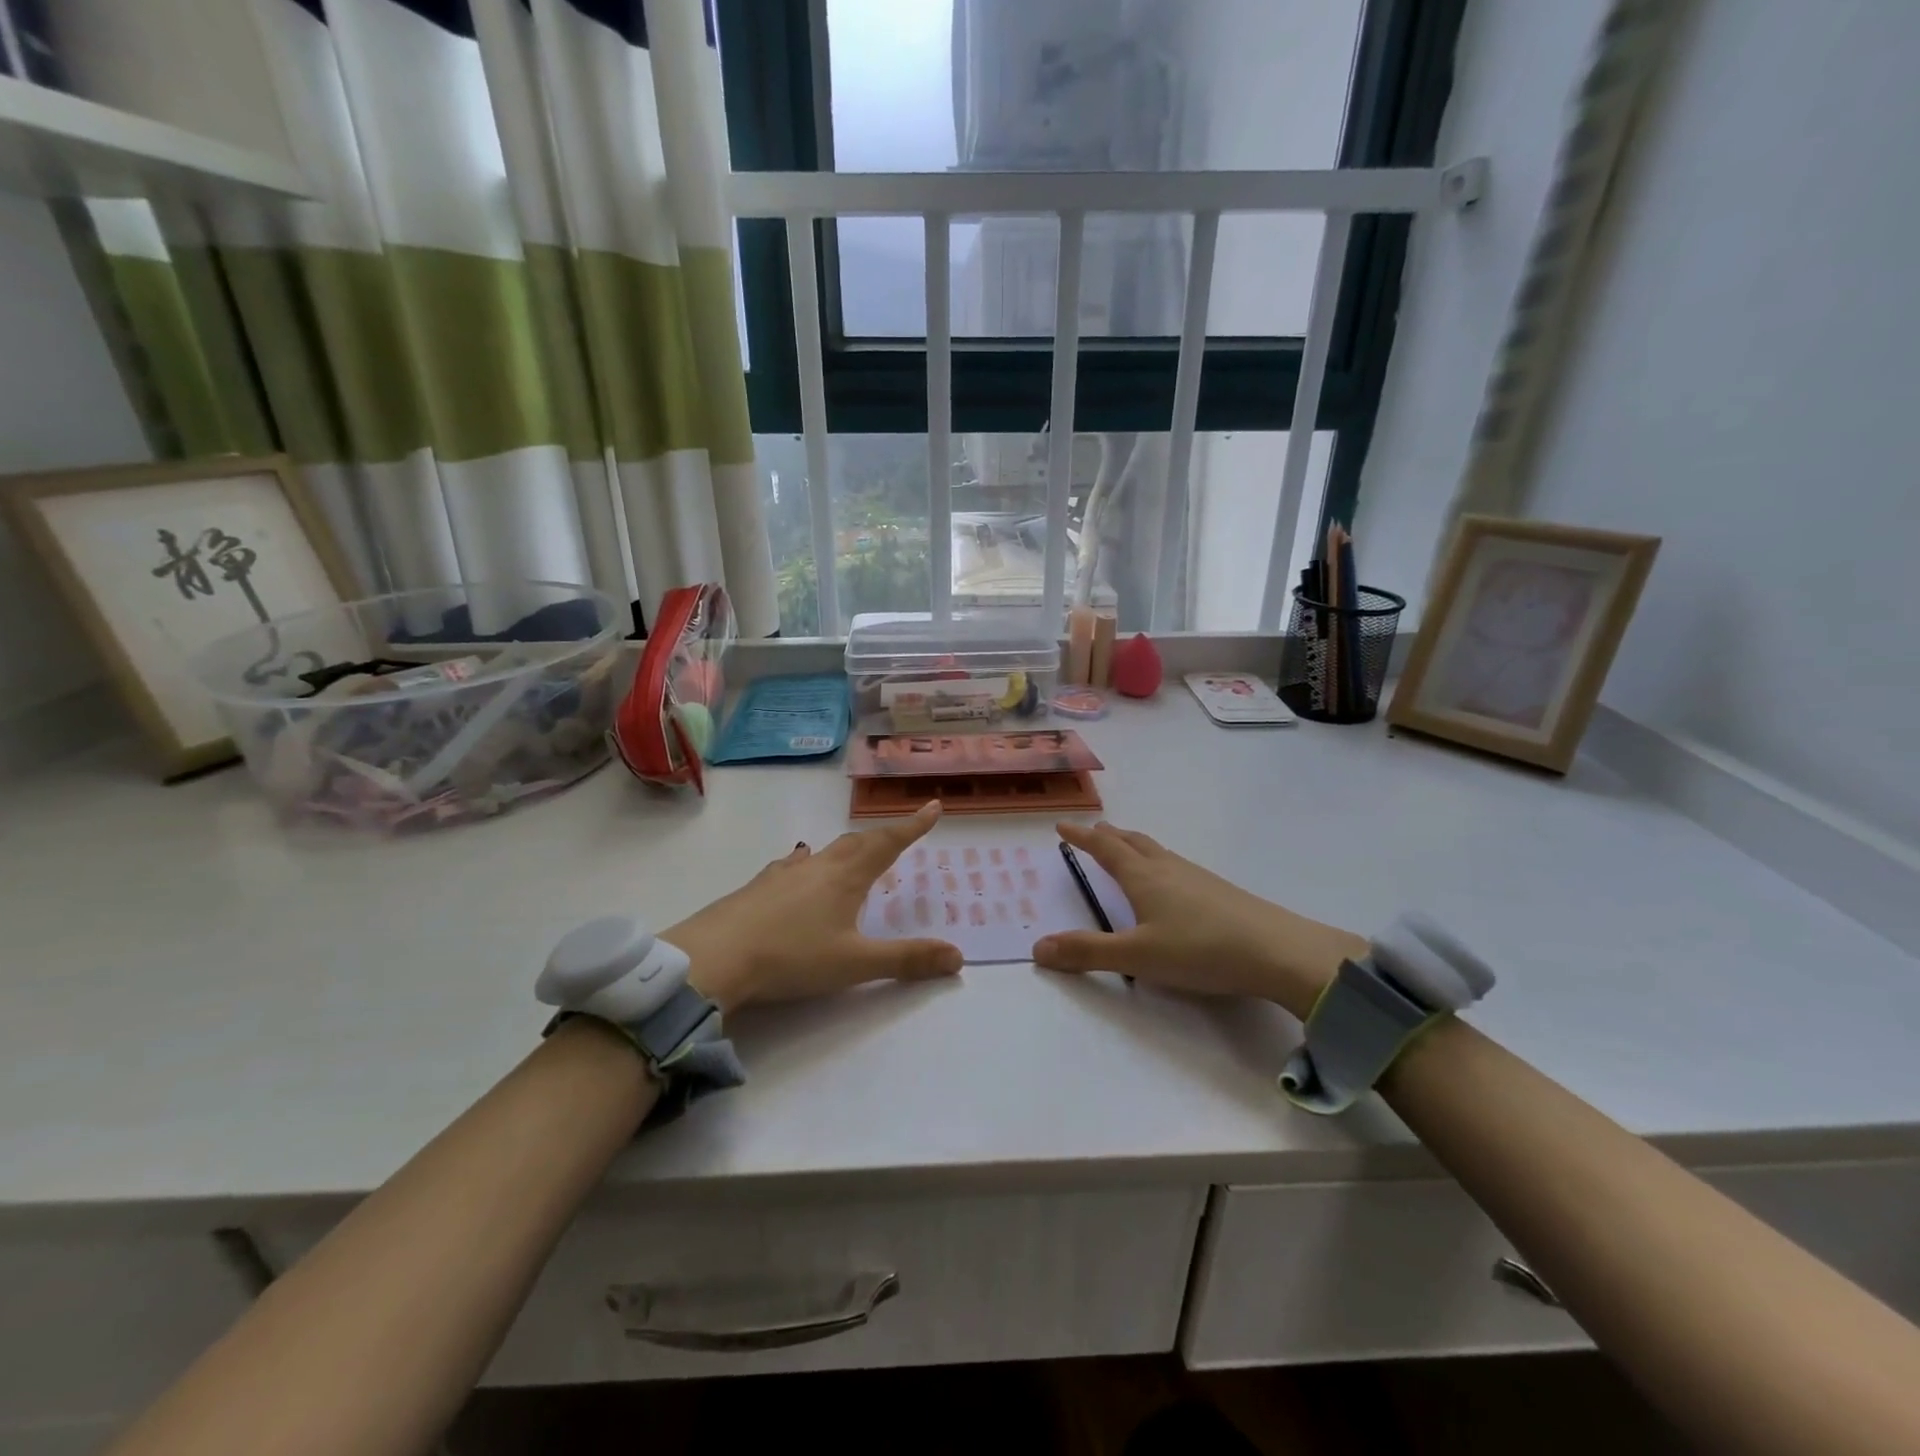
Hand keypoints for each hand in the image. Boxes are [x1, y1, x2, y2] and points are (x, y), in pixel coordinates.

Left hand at [667, 801, 962, 1012]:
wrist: (714, 957)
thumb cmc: (791, 958)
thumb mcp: (855, 965)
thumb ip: (906, 960)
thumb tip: (958, 956)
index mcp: (846, 878)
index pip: (888, 843)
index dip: (913, 826)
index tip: (932, 806)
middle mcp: (818, 866)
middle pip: (858, 842)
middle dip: (883, 836)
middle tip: (900, 834)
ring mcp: (784, 874)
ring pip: (824, 851)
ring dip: (846, 849)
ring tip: (854, 851)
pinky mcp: (758, 887)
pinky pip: (792, 865)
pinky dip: (806, 862)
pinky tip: (797, 865)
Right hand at [1031, 821, 1366, 1017]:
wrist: (1278, 951)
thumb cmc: (1200, 949)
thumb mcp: (1137, 956)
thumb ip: (1088, 952)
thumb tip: (1037, 947)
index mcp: (1143, 877)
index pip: (1105, 849)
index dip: (1082, 837)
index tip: (1063, 825)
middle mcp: (1168, 869)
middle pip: (1133, 842)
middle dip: (1109, 836)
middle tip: (1094, 831)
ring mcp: (1198, 877)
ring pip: (1158, 852)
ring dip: (1135, 846)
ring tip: (1126, 849)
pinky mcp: (1220, 892)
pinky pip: (1177, 866)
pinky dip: (1159, 862)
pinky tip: (1171, 882)